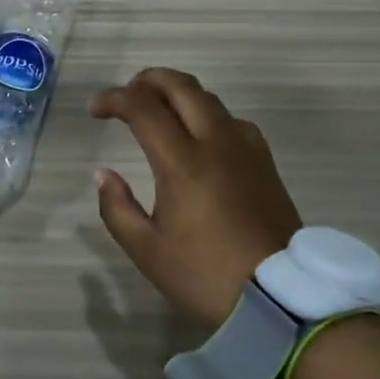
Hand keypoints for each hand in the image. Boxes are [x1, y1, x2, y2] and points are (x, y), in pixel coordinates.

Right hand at [91, 68, 303, 328]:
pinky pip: (232, 120)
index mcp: (183, 162)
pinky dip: (206, 113)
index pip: (143, 109)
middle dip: (148, 79)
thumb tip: (104, 175)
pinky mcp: (265, 162)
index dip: (114, 99)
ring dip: (178, 94)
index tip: (95, 109)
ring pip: (209, 99)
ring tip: (158, 111)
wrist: (284, 298)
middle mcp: (216, 143)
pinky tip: (200, 136)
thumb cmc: (206, 275)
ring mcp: (246, 149)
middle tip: (126, 94)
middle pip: (182, 86)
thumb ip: (117, 208)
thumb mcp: (148, 251)